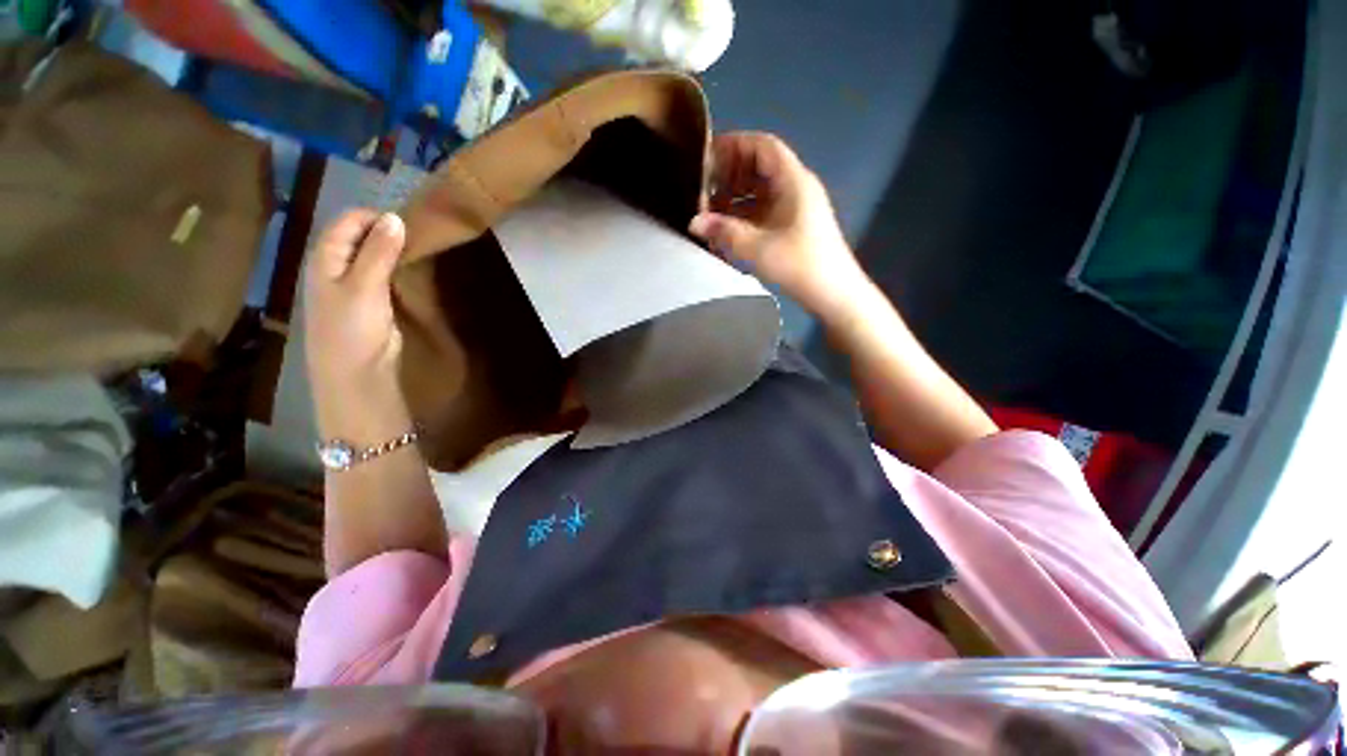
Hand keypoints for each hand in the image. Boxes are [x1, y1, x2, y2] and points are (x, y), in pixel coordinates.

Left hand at [304, 210, 406, 395]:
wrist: (356, 375)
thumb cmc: (352, 329)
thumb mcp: (364, 287)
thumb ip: (379, 252)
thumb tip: (396, 217)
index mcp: (325, 257)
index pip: (349, 221)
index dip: (377, 217)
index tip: (412, 222)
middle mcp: (337, 266)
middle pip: (362, 236)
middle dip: (389, 233)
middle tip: (421, 237)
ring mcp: (355, 285)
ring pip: (375, 256)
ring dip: (396, 252)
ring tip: (423, 251)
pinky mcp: (373, 302)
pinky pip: (385, 276)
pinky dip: (399, 269)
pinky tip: (416, 272)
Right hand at [689, 132, 871, 322]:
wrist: (833, 293)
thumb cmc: (799, 264)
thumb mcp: (757, 247)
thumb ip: (724, 231)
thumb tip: (694, 222)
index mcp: (793, 180)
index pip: (763, 146)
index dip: (735, 145)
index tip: (708, 156)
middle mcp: (795, 187)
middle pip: (760, 167)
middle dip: (731, 175)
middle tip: (705, 190)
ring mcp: (795, 208)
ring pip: (761, 191)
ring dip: (736, 198)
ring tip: (712, 212)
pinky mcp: (793, 226)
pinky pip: (765, 210)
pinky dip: (745, 215)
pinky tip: (728, 229)